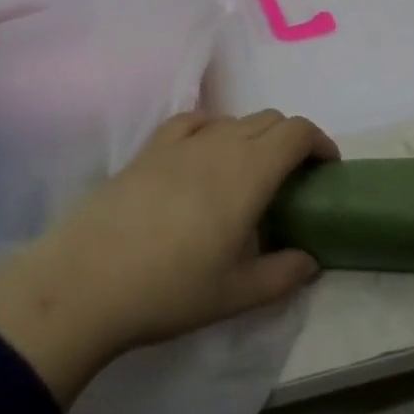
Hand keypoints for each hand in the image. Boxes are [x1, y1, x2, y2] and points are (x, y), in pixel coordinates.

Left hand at [0, 110, 335, 405]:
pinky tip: (204, 154)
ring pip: (232, 119)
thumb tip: (309, 260)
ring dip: (253, 136)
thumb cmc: (170, 289)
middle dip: (291, 139)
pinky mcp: (149, 148)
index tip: (327, 166)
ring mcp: (181, 142)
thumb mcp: (236, 294)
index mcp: (249, 172)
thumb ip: (283, 274)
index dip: (319, 140)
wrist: (87, 280)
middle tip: (293, 176)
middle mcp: (220, 144)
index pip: (296, 132)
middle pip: (268, 119)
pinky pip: (192, 121)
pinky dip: (213, 129)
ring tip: (249, 173)